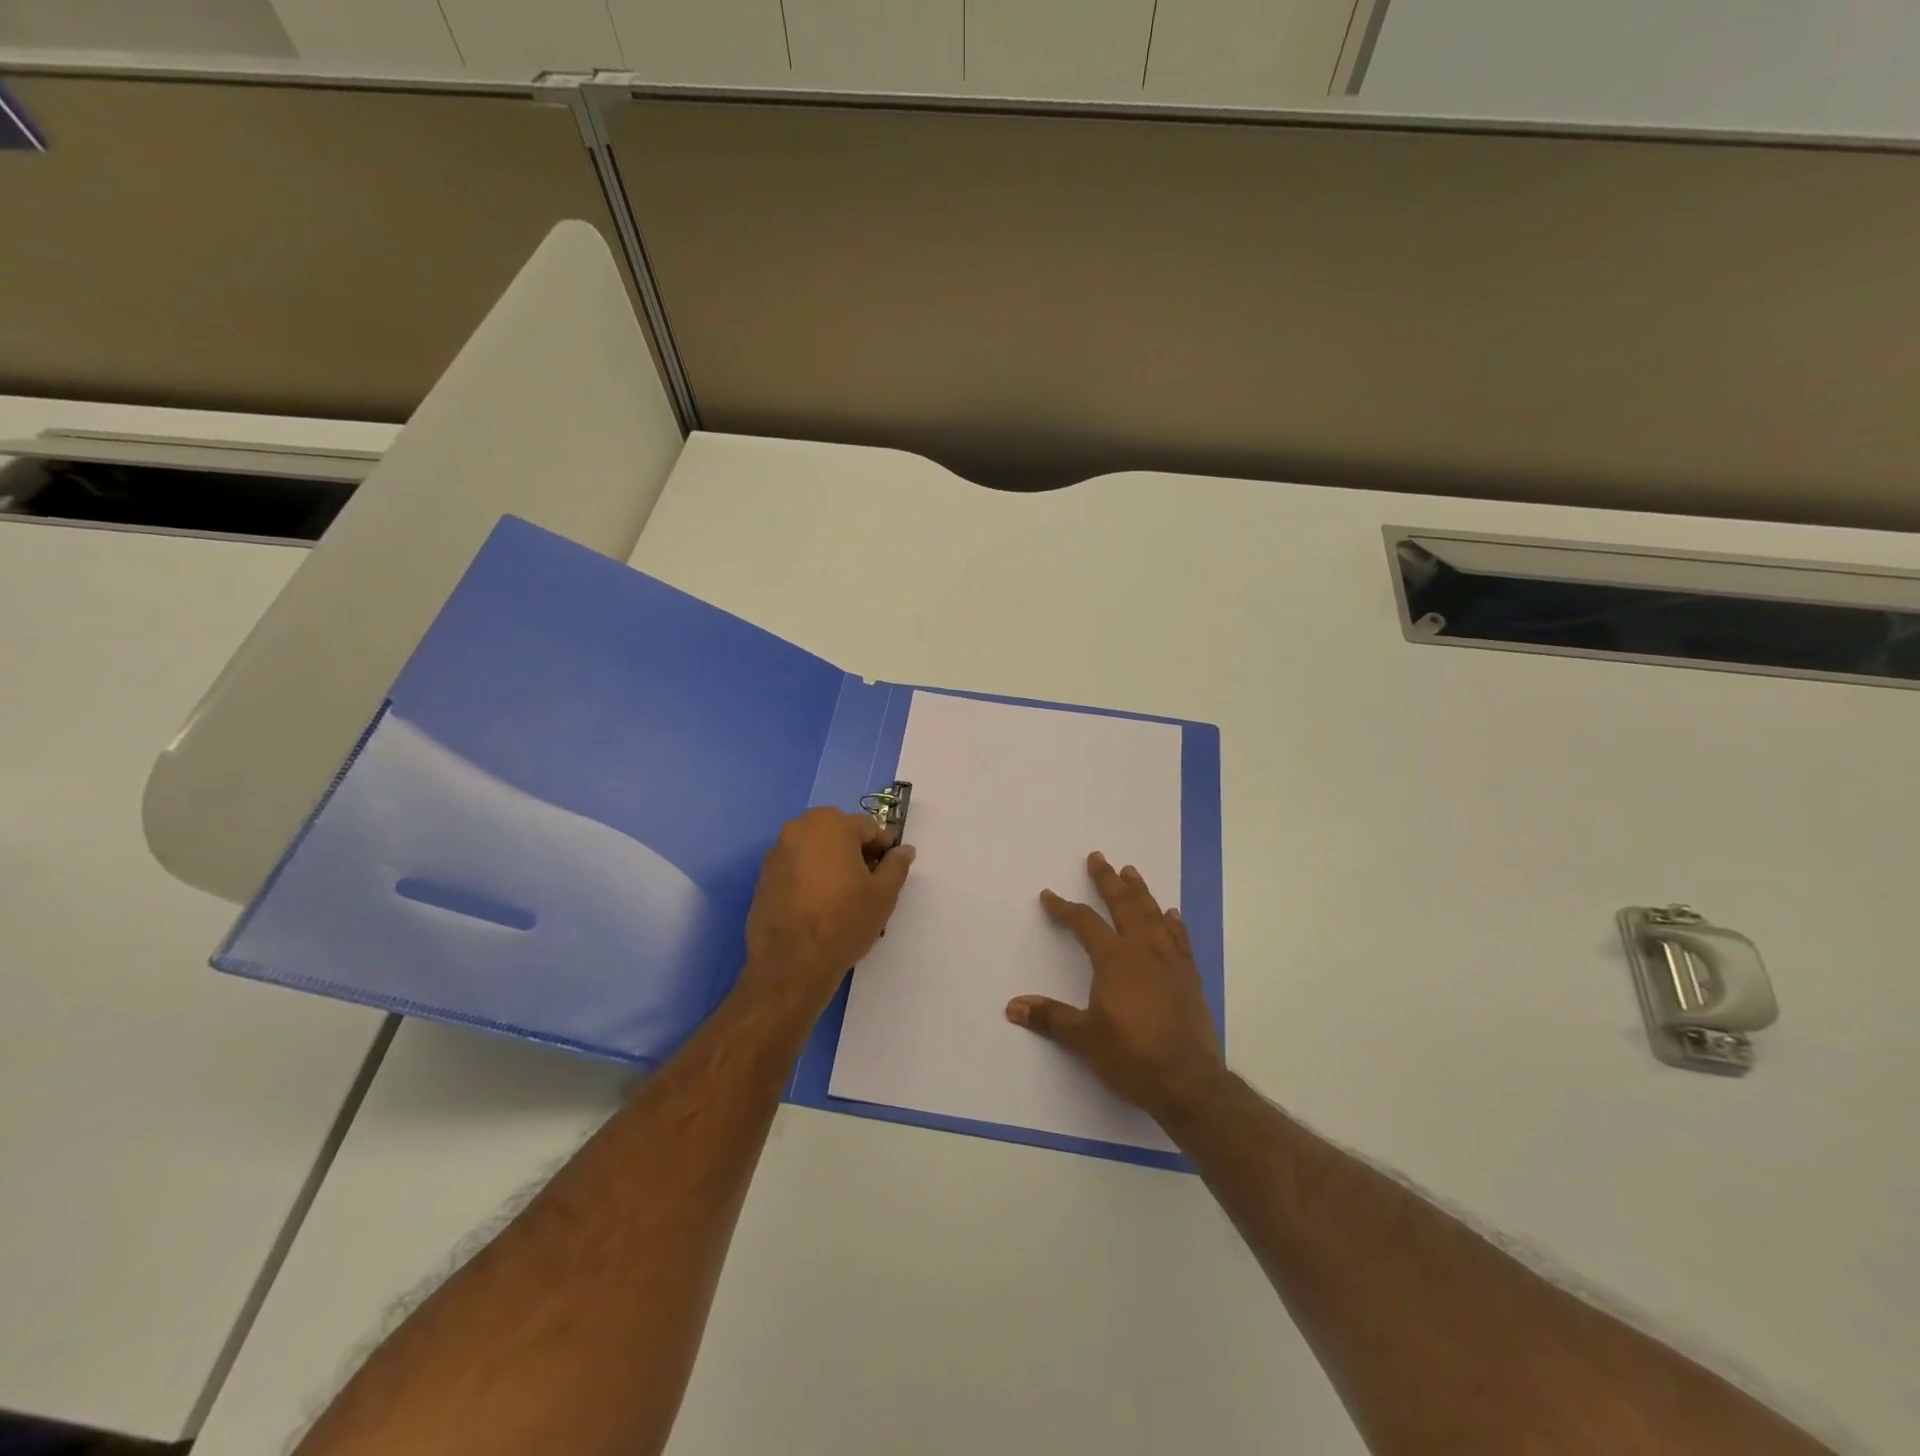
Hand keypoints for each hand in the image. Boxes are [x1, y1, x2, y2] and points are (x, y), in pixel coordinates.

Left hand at [737, 807, 914, 1022]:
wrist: (790, 963)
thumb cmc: (844, 921)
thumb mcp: (883, 894)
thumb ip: (896, 866)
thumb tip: (904, 850)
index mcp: (831, 825)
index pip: (868, 828)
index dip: (884, 849)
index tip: (890, 871)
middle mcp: (799, 829)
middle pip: (838, 834)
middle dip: (855, 853)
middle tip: (868, 884)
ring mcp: (777, 852)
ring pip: (815, 850)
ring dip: (831, 864)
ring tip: (843, 897)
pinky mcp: (763, 877)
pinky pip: (796, 867)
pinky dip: (810, 877)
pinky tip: (818, 905)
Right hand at [1007, 851, 1225, 1125]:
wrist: (1188, 1082)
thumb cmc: (1131, 1056)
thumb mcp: (1084, 1038)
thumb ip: (1050, 1018)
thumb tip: (1013, 1006)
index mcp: (1114, 959)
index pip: (1084, 923)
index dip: (1064, 908)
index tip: (1049, 896)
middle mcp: (1143, 950)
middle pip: (1124, 905)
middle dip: (1108, 881)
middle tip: (1098, 858)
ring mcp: (1171, 962)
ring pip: (1153, 916)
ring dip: (1140, 892)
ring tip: (1131, 873)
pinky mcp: (1189, 977)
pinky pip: (1180, 939)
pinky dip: (1173, 923)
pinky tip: (1171, 914)